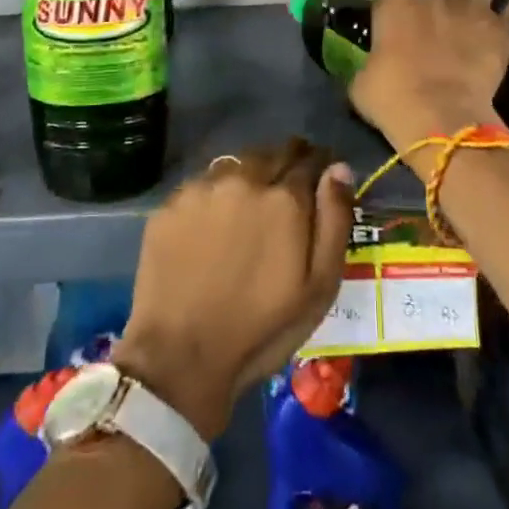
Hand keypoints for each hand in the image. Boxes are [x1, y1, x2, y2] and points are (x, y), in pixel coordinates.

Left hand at [113, 139, 353, 441]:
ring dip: (250, 175)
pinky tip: (213, 223)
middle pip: (272, 153)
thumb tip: (338, 168)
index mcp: (284, 198)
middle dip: (287, 163)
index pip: (310, 159)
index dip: (319, 166)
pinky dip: (215, 194)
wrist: (180, 355)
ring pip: (236, 164)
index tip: (321, 179)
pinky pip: (202, 185)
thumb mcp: (319, 286)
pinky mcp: (169, 205)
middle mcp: (243, 179)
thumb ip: (334, 220)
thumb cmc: (261, 327)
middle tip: (287, 192)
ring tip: (249, 206)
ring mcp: (201, 189)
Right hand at [350, 0, 508, 147]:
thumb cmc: (391, 99)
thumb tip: (377, 65)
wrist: (440, 117)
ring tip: (481, 3)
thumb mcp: (362, 81)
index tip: (397, 33)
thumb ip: (372, 62)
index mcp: (395, 3)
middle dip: (437, 7)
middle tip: (436, 32)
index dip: (397, 13)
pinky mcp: (501, 29)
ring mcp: (470, 8)